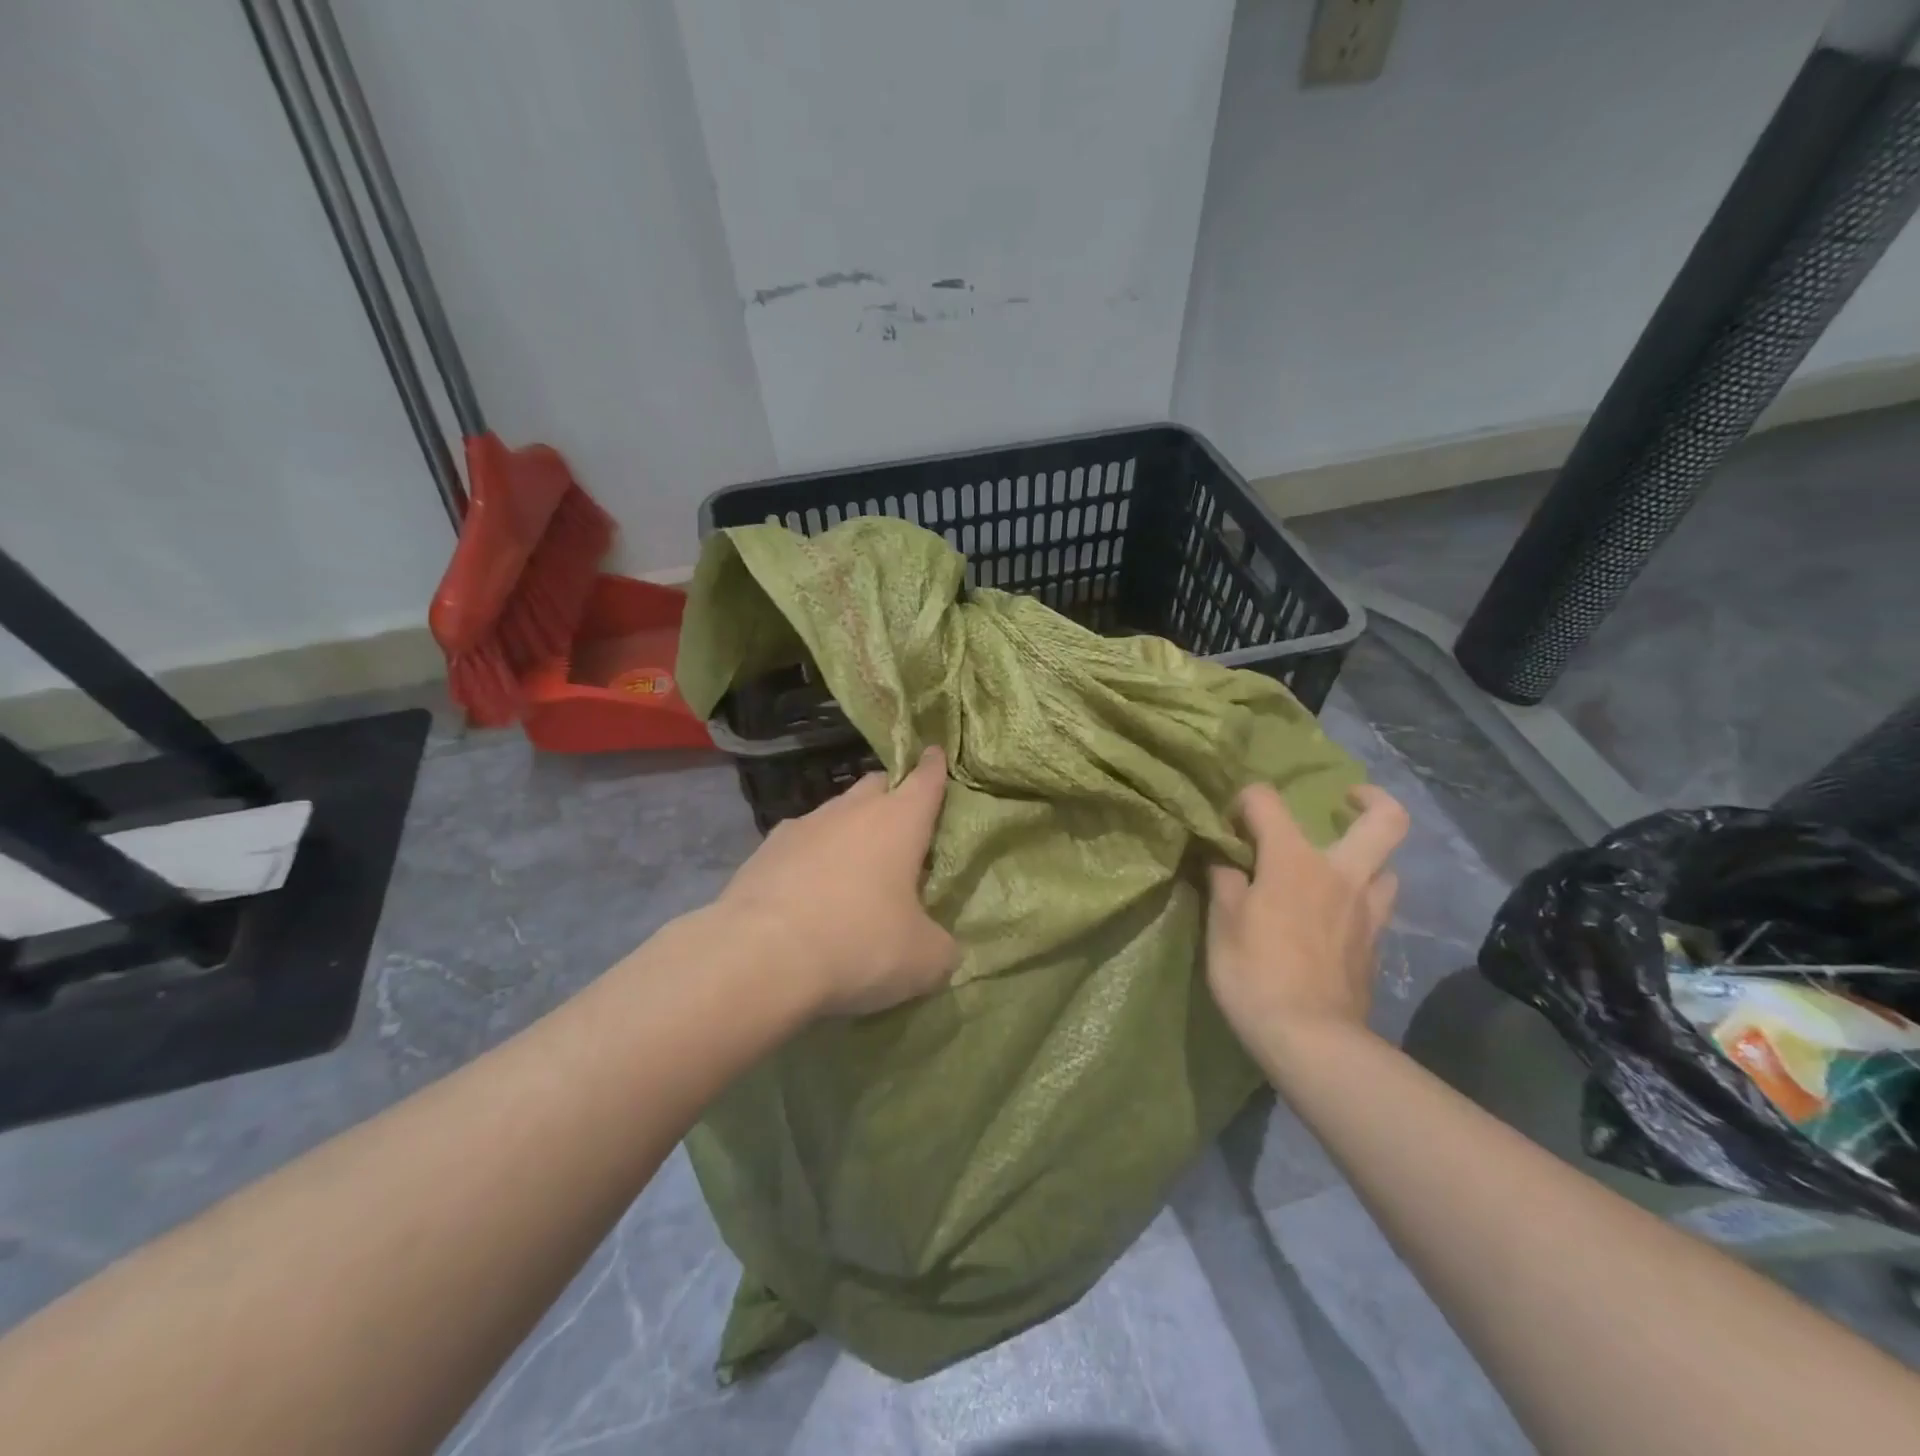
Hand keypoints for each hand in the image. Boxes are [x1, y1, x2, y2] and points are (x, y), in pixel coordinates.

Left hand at [717, 746, 958, 1016]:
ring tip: (855, 866)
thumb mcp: (923, 959)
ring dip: (850, 829)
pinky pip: (800, 841)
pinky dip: (812, 856)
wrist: (759, 956)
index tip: (935, 752)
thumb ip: (942, 947)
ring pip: (836, 812)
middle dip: (892, 796)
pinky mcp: (765, 849)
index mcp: (898, 821)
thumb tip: (941, 947)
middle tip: (902, 826)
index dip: (934, 766)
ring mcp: (803, 825)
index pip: (925, 779)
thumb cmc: (858, 943)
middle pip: (877, 786)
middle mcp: (851, 810)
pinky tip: (809, 888)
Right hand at [1206, 783, 1407, 1055]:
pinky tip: (1335, 916)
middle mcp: (1341, 874)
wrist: (1310, 1038)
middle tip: (1345, 800)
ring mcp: (1367, 911)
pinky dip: (1359, 899)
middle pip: (1386, 821)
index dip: (1244, 801)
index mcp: (1295, 860)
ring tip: (1337, 869)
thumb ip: (1224, 880)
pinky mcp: (1376, 945)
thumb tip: (1224, 860)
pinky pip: (1377, 906)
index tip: (1230, 822)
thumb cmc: (1254, 972)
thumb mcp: (1222, 922)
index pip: (1268, 801)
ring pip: (1388, 867)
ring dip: (1367, 858)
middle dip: (1370, 800)